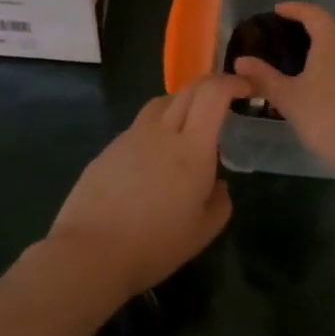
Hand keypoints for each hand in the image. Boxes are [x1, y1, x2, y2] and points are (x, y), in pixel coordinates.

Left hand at [46, 73, 249, 303]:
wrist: (90, 252)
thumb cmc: (155, 245)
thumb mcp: (202, 232)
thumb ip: (220, 202)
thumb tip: (218, 184)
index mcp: (192, 148)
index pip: (213, 94)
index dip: (232, 82)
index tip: (244, 88)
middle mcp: (161, 132)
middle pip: (188, 90)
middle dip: (211, 86)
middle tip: (223, 102)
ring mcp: (130, 138)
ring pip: (160, 103)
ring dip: (181, 104)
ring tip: (187, 127)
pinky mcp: (108, 150)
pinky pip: (139, 128)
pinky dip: (155, 130)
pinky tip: (153, 161)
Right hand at [232, 2, 334, 177]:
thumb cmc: (326, 119)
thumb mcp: (289, 100)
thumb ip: (265, 78)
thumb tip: (241, 61)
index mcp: (333, 45)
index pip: (314, 15)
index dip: (296, 9)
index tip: (281, 10)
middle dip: (329, 41)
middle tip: (312, 56)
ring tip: (333, 85)